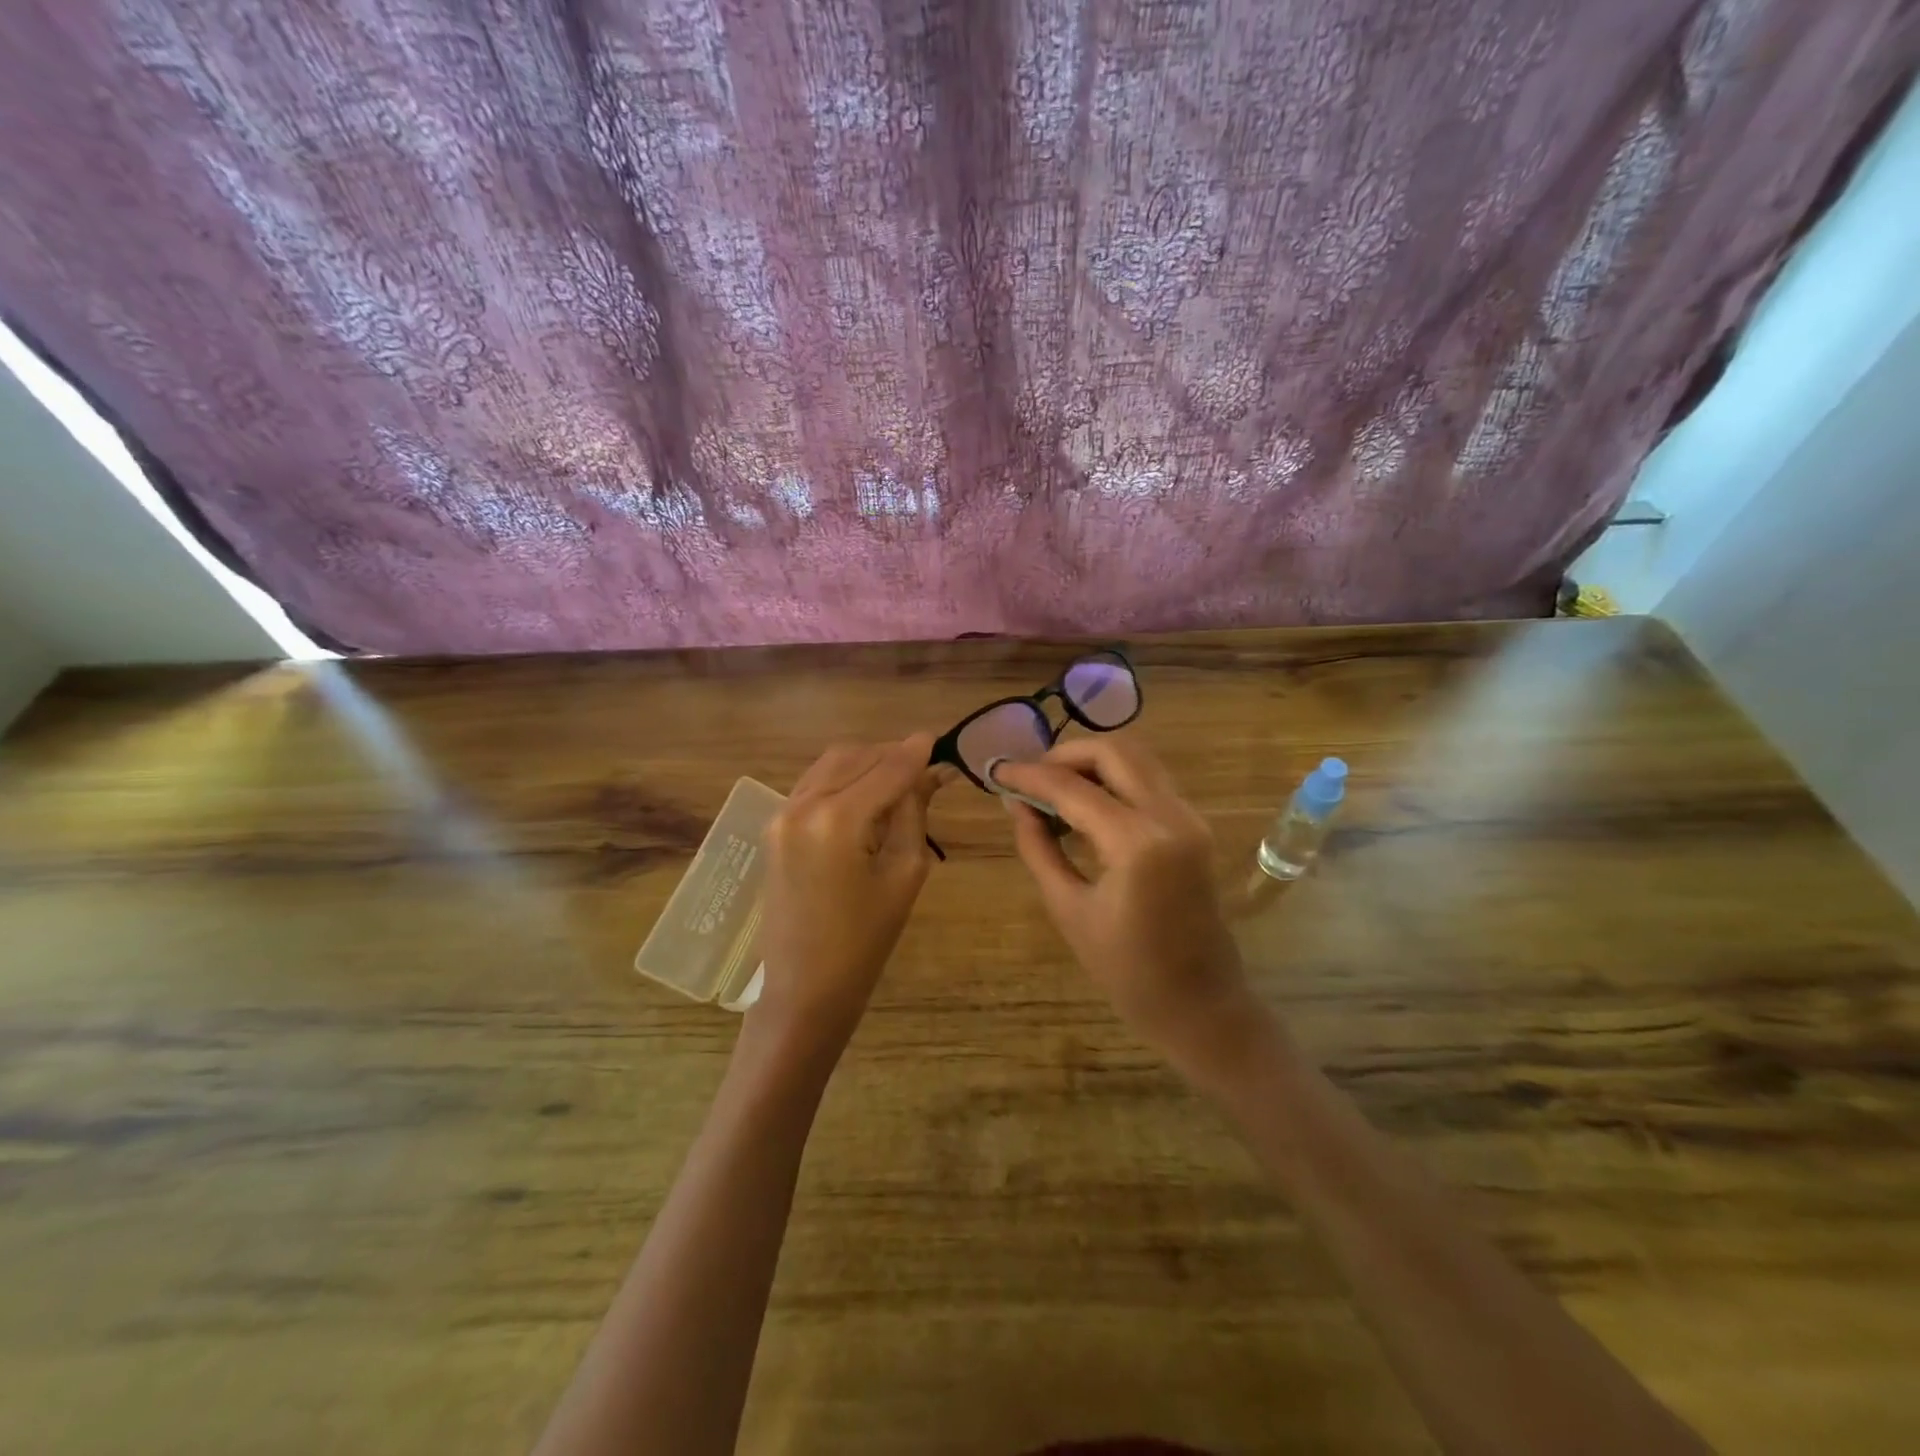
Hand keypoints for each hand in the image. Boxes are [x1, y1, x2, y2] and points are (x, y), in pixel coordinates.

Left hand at [751, 733, 940, 1056]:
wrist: (804, 988)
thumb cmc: (865, 941)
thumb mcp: (904, 873)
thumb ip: (914, 813)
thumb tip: (931, 772)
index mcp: (836, 820)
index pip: (887, 769)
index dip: (917, 752)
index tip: (940, 738)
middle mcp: (802, 805)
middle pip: (855, 756)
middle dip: (891, 754)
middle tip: (925, 767)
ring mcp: (781, 814)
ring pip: (831, 764)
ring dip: (866, 763)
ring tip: (899, 780)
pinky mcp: (774, 826)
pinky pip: (813, 784)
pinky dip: (842, 779)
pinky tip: (866, 795)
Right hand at [994, 736, 1257, 1068]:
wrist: (1200, 1005)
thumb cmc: (1127, 971)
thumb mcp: (1068, 909)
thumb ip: (1039, 848)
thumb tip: (1016, 804)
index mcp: (1138, 843)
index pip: (1073, 788)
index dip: (1029, 775)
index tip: (996, 772)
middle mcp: (1171, 816)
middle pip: (1114, 751)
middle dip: (1064, 755)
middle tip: (1029, 778)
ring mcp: (1190, 817)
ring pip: (1136, 758)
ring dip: (1091, 763)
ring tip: (1052, 790)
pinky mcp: (1195, 826)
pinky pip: (1149, 781)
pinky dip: (1113, 779)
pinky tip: (1084, 806)